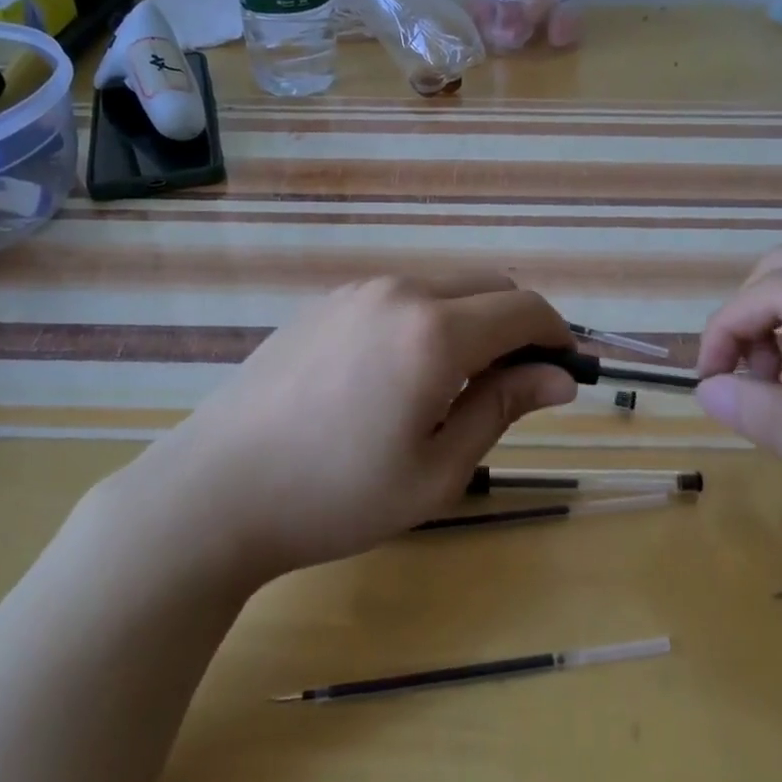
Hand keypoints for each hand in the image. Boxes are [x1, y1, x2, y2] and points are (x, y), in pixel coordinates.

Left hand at [109, 273, 576, 587]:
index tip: (565, 372)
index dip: (557, 336)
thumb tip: (559, 377)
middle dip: (517, 325)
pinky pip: (396, 299)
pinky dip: (424, 322)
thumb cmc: (337, 495)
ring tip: (450, 389)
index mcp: (435, 331)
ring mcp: (355, 292)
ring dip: (469, 323)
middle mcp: (399, 292)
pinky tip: (394, 378)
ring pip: (441, 289)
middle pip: (487, 286)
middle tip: (513, 386)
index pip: (525, 308)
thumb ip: (502, 407)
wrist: (216, 491)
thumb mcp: (438, 468)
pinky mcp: (322, 304)